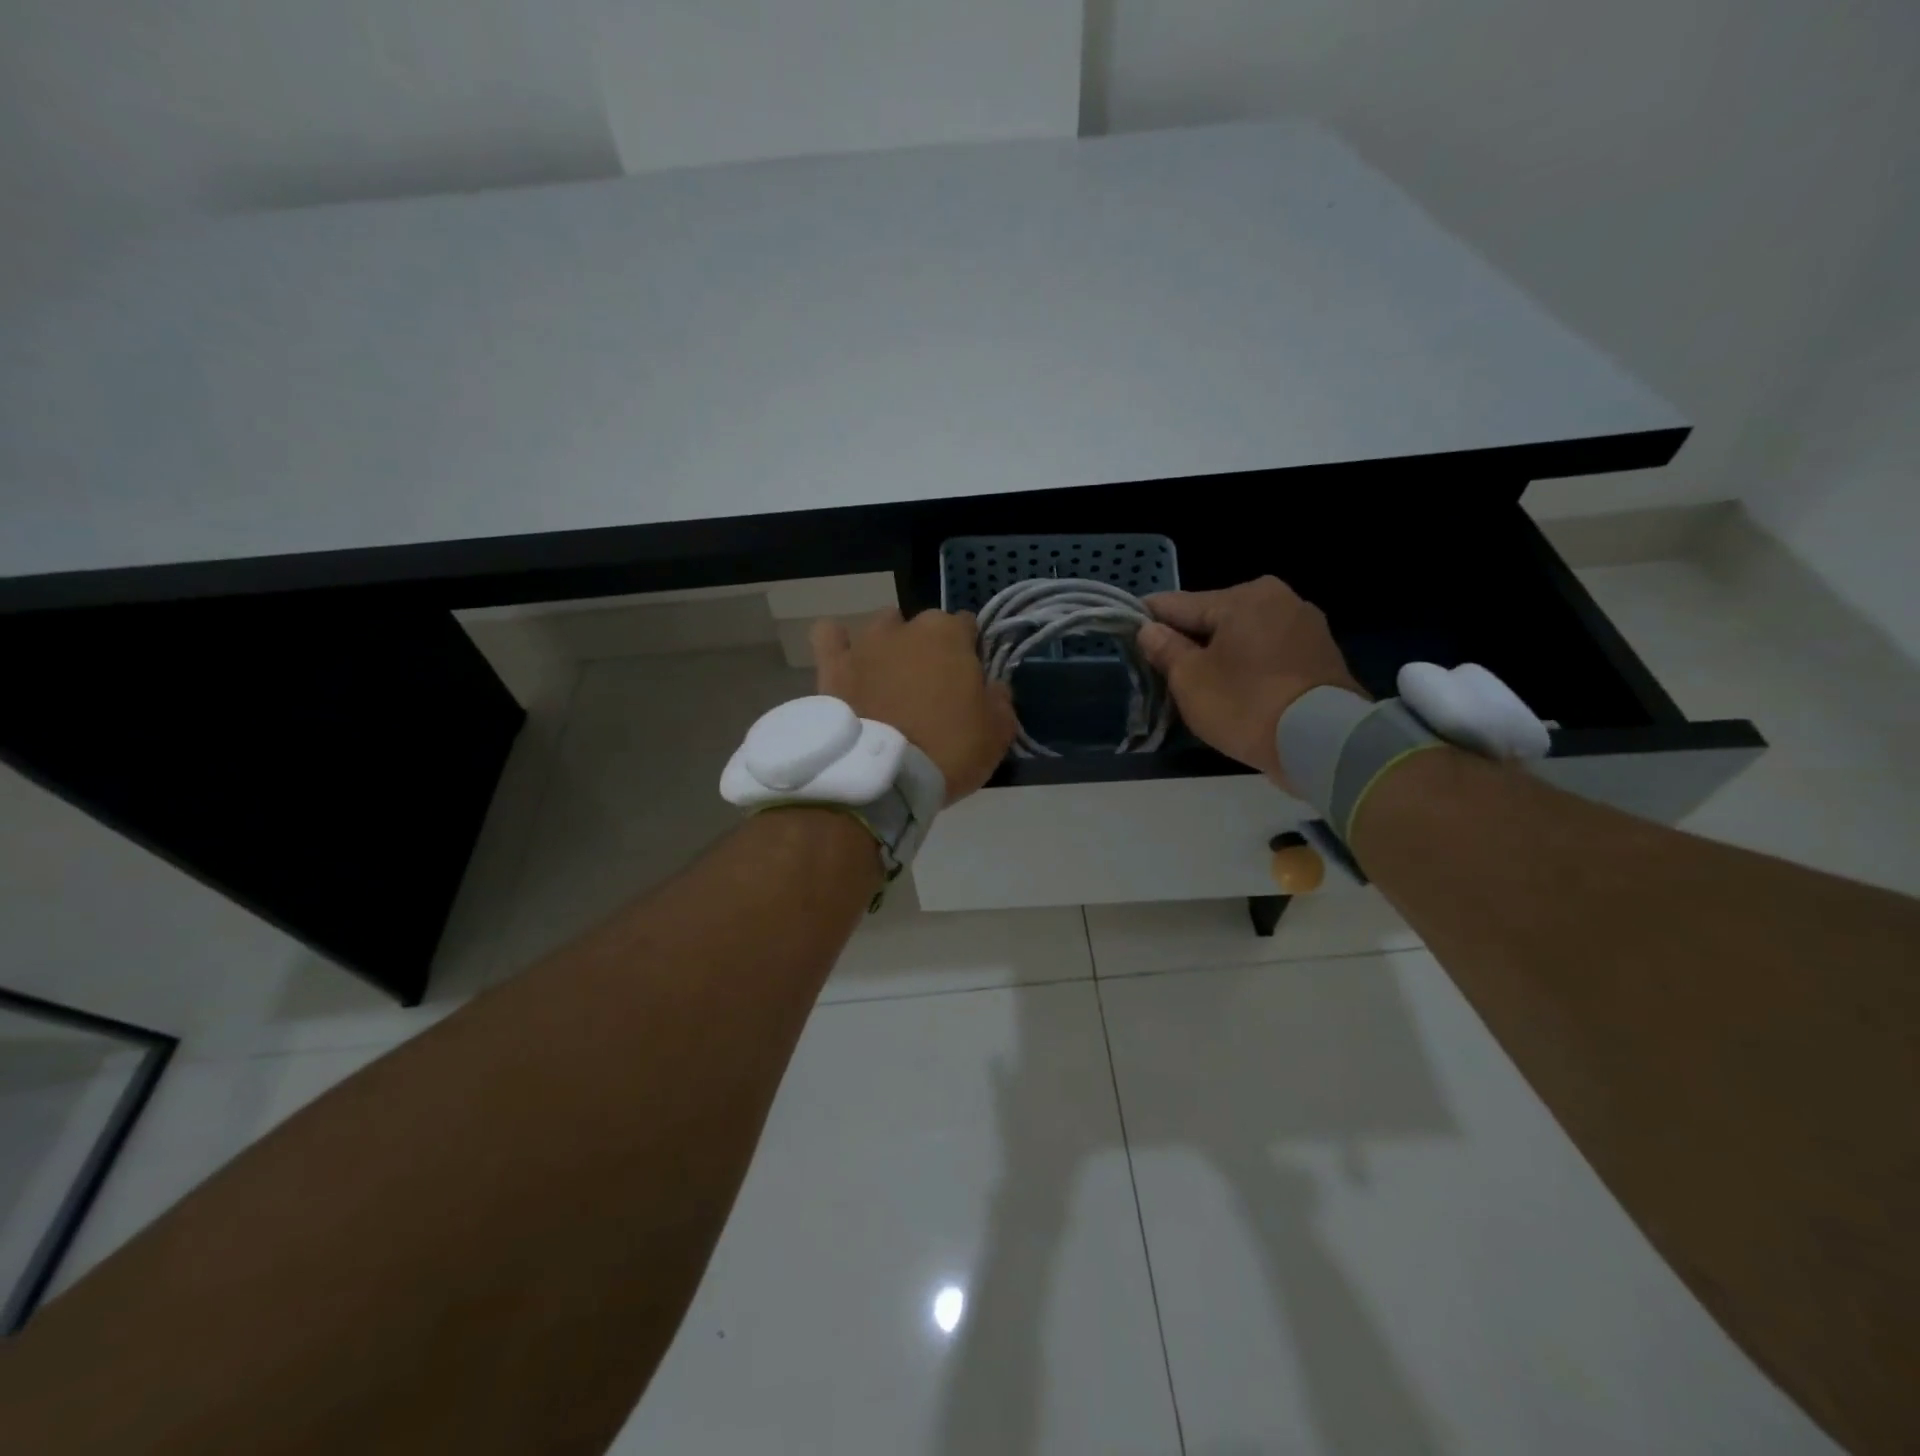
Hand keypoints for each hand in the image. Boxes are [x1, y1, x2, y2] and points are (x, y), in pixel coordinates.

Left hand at [812, 608, 1015, 804]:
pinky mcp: (832, 666)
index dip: (971, 652)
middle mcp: (906, 627)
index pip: (968, 626)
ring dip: (891, 645)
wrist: (882, 777)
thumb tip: (994, 686)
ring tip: (891, 679)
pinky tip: (846, 661)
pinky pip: (829, 636)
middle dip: (931, 649)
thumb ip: (1001, 700)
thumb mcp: (997, 733)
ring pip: (882, 627)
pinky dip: (838, 644)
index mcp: (950, 635)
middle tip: (933, 689)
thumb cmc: (948, 750)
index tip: (971, 682)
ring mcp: (865, 644)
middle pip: (925, 626)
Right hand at [1138, 577, 1365, 792]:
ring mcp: (1305, 624)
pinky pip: (1269, 651)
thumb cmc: (1245, 705)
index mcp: (1242, 596)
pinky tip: (1237, 689)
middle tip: (1165, 672)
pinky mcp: (1321, 653)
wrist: (1321, 742)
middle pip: (1213, 617)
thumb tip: (1148, 629)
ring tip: (1202, 685)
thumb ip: (1165, 649)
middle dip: (1189, 641)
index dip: (1148, 619)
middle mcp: (1277, 598)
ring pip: (1243, 635)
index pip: (1177, 603)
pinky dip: (1249, 665)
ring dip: (1220, 654)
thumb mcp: (1190, 680)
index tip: (1127, 631)